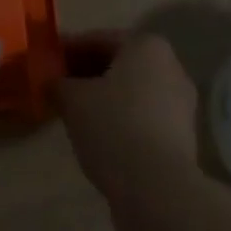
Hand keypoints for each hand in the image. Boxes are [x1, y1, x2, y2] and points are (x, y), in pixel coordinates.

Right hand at [57, 31, 199, 208]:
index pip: (99, 39)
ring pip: (132, 93)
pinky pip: (143, 118)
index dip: (69, 50)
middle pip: (118, 64)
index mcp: (146, 45)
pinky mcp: (182, 138)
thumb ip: (59, 84)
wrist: (158, 191)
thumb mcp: (74, 100)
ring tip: (75, 115)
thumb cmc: (114, 127)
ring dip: (105, 100)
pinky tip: (99, 137)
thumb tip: (51, 82)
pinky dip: (121, 122)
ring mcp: (180, 104)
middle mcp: (169, 66)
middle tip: (59, 88)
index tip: (47, 63)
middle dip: (88, 75)